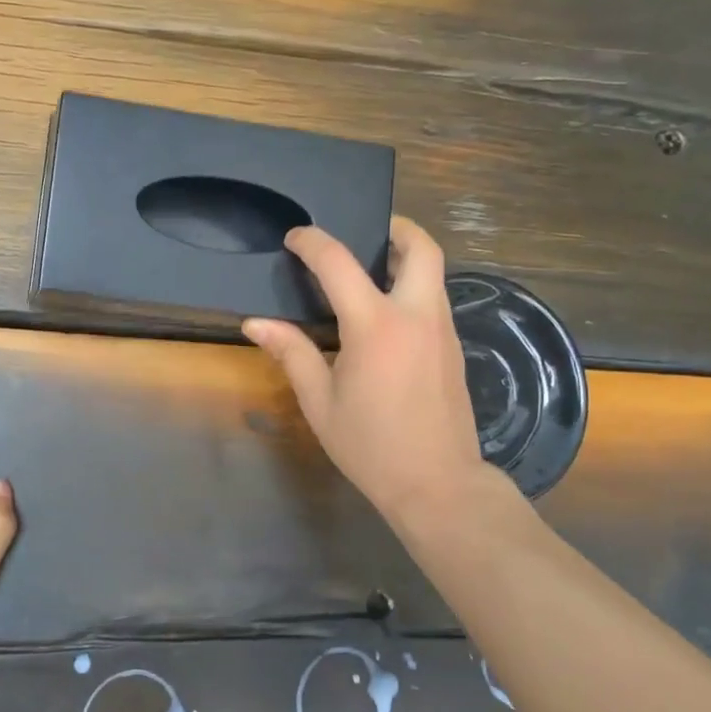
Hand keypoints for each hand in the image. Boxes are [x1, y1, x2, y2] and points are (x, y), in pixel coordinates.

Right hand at [243, 217, 499, 528]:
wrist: (438, 484)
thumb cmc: (371, 445)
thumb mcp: (320, 402)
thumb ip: (292, 353)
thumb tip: (256, 323)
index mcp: (376, 326)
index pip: (340, 263)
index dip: (313, 243)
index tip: (296, 238)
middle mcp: (417, 316)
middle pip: (422, 248)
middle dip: (396, 227)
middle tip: (366, 230)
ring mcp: (443, 331)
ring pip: (434, 272)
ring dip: (407, 257)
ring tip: (372, 268)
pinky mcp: (454, 348)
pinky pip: (436, 299)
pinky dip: (414, 287)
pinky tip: (387, 313)